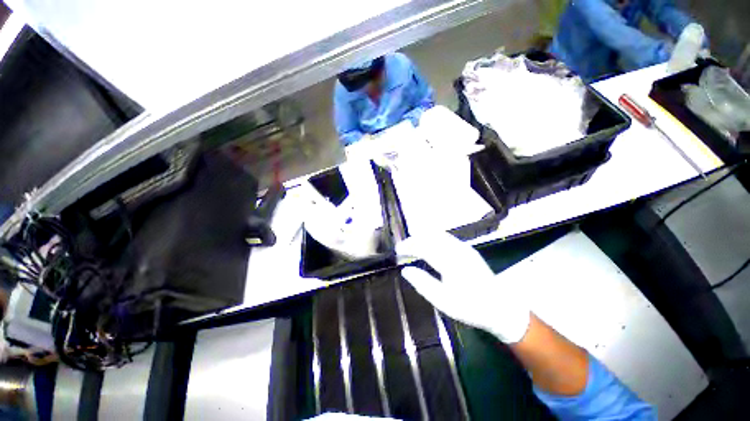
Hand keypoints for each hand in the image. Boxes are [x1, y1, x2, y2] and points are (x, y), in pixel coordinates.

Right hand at [396, 231, 530, 342]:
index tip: (397, 250)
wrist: (500, 308)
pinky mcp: (468, 249)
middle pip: (429, 237)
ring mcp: (464, 247)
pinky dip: (433, 238)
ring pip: (438, 234)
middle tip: (402, 248)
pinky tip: (428, 245)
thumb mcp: (443, 301)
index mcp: (450, 262)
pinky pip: (446, 237)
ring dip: (422, 237)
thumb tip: (405, 270)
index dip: (408, 246)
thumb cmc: (470, 307)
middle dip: (413, 240)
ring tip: (412, 246)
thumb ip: (423, 283)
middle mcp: (456, 250)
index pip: (423, 247)